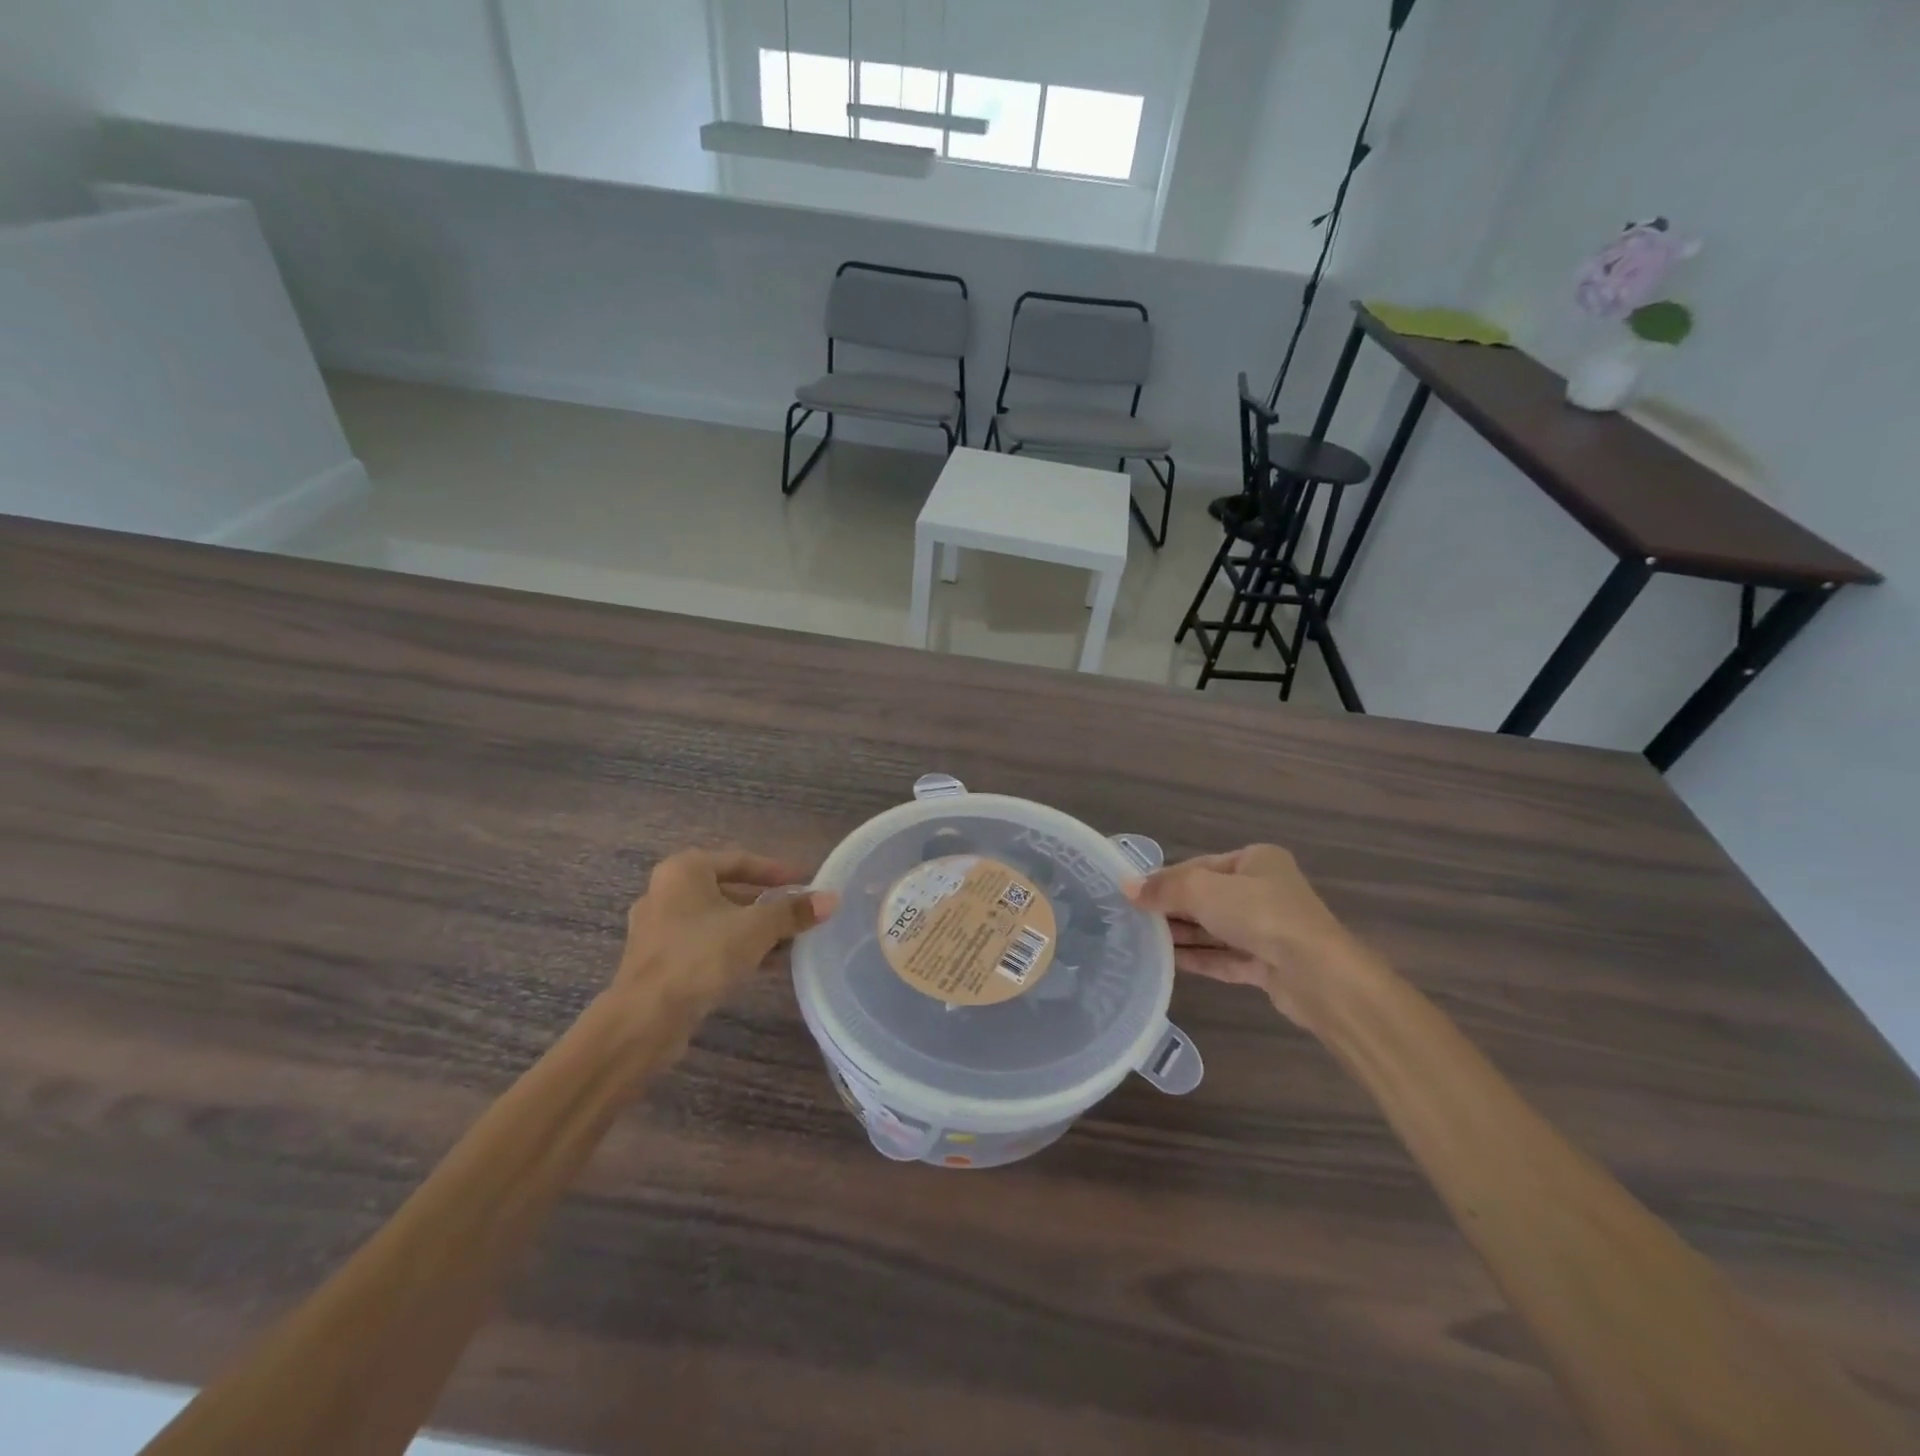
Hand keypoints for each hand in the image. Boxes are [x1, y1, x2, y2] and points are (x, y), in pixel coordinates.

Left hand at [611, 850, 837, 1023]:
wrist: (644, 1020)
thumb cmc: (700, 957)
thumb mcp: (756, 929)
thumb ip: (793, 912)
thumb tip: (832, 898)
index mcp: (684, 870)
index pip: (741, 860)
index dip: (778, 872)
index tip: (807, 883)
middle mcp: (666, 891)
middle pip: (729, 889)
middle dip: (767, 904)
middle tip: (800, 914)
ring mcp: (658, 927)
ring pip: (717, 919)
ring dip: (753, 929)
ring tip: (790, 942)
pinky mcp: (658, 960)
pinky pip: (705, 943)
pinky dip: (733, 947)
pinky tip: (763, 964)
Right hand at [1124, 845, 1369, 1029]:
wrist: (1318, 975)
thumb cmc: (1261, 914)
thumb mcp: (1204, 890)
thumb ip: (1165, 889)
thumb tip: (1127, 887)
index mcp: (1256, 860)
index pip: (1200, 865)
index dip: (1166, 878)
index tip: (1133, 893)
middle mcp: (1264, 891)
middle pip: (1207, 897)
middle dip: (1172, 908)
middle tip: (1132, 918)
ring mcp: (1268, 930)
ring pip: (1215, 929)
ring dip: (1183, 934)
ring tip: (1142, 940)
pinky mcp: (1268, 965)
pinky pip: (1225, 957)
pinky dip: (1199, 958)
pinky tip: (1168, 962)